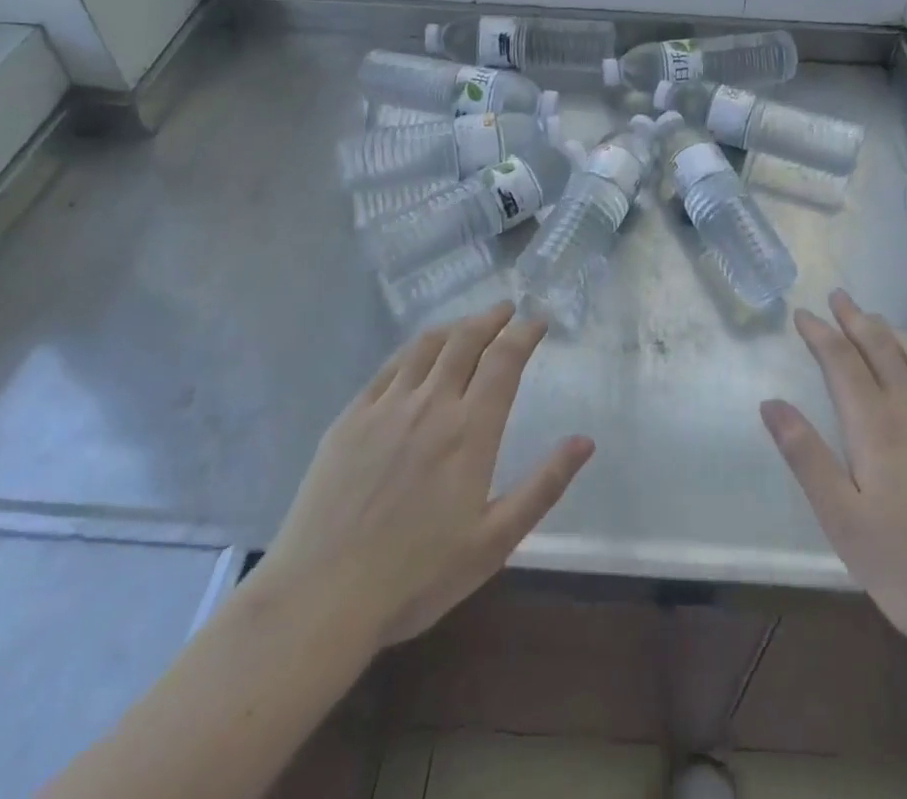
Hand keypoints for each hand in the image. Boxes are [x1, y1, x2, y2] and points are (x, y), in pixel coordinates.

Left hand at [259, 303, 592, 649]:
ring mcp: (386, 407)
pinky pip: (389, 367)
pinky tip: (417, 354)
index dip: (524, 333)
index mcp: (470, 432)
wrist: (321, 597)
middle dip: (491, 318)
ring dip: (454, 326)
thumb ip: (543, 486)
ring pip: (426, 345)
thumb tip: (585, 441)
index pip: (504, 360)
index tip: (539, 321)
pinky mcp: (351, 418)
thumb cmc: (416, 577)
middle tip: (507, 309)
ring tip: (468, 324)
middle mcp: (431, 405)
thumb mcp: (493, 543)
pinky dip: (413, 349)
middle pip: (466, 340)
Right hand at [761, 290, 906, 670]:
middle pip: (881, 346)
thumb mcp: (843, 522)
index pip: (841, 360)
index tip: (802, 313)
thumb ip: (806, 457)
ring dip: (893, 331)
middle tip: (839, 296)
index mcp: (877, 425)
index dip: (819, 333)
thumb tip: (770, 403)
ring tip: (878, 320)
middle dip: (856, 318)